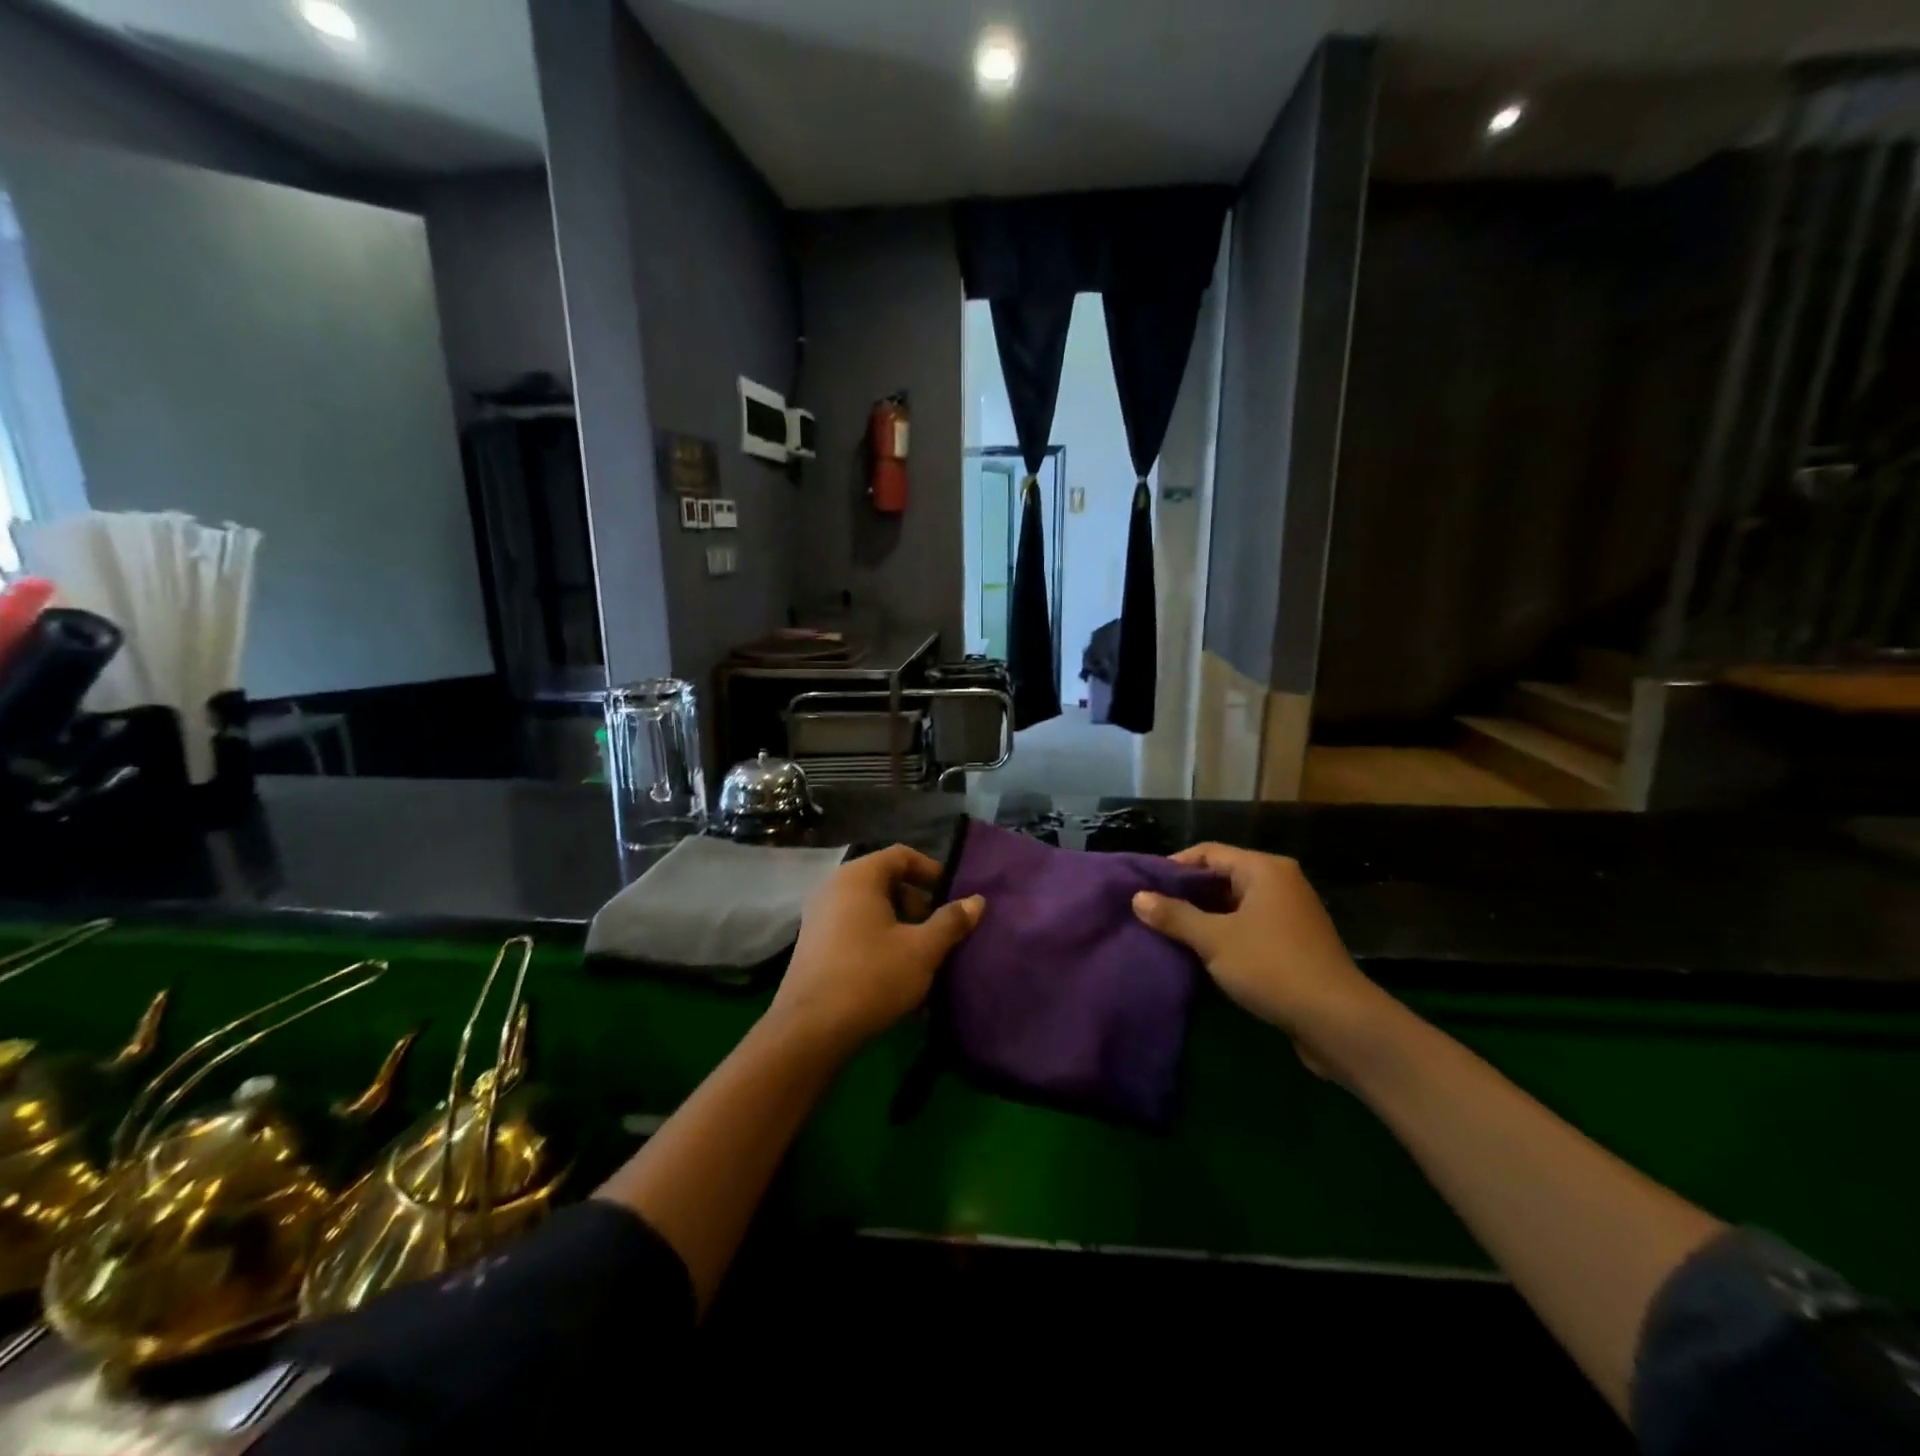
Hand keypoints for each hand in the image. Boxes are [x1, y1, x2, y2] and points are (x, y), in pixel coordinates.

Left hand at [768, 845, 984, 1053]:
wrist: (810, 1031)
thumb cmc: (872, 977)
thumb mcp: (922, 950)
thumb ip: (951, 921)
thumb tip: (977, 900)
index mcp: (858, 877)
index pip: (901, 856)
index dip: (931, 871)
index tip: (952, 896)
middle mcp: (834, 889)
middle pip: (886, 883)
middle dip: (918, 906)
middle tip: (940, 933)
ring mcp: (819, 918)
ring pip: (872, 912)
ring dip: (902, 930)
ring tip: (924, 961)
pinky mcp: (814, 947)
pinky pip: (856, 933)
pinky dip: (880, 946)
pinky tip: (899, 980)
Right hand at [1132, 843, 1389, 1076]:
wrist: (1338, 1021)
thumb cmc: (1272, 966)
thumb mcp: (1215, 939)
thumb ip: (1175, 916)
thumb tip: (1137, 897)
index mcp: (1264, 869)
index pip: (1208, 852)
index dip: (1173, 866)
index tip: (1143, 886)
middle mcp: (1280, 883)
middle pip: (1222, 877)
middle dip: (1186, 893)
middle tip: (1150, 910)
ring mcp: (1290, 914)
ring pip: (1235, 905)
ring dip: (1204, 917)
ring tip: (1168, 932)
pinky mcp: (1293, 944)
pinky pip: (1249, 927)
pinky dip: (1224, 935)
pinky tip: (1200, 953)